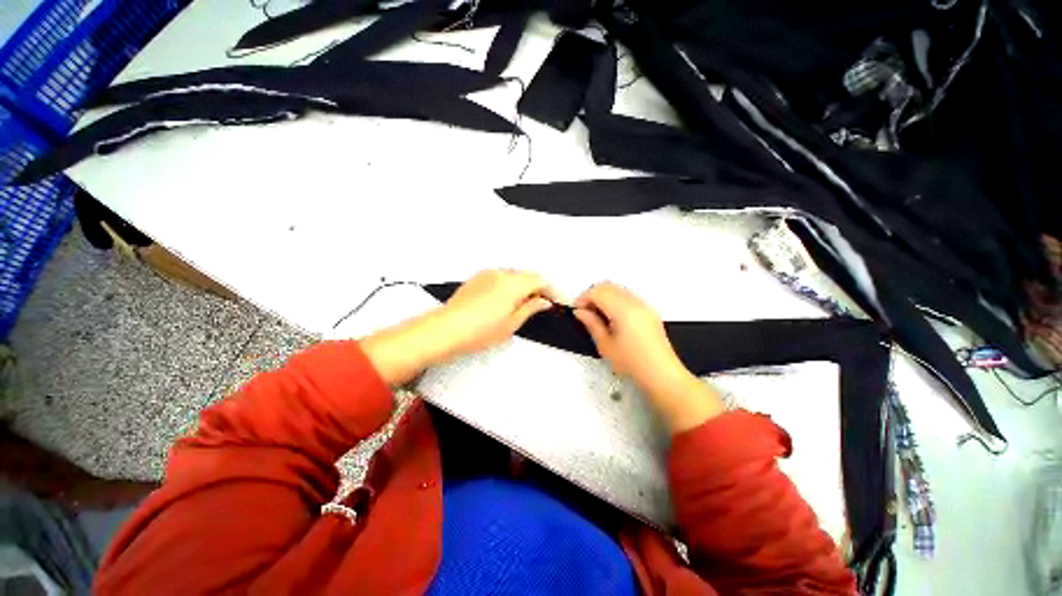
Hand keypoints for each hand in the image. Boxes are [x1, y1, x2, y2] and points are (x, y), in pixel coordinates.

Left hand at [361, 270, 555, 385]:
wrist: (446, 329)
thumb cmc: (480, 330)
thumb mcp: (512, 323)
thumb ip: (531, 308)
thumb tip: (544, 302)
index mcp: (513, 284)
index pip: (540, 280)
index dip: (552, 290)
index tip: (558, 301)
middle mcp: (502, 273)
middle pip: (527, 275)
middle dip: (538, 288)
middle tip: (542, 305)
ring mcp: (488, 274)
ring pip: (514, 275)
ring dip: (523, 286)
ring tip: (524, 304)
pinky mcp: (477, 278)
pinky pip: (501, 277)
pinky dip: (509, 285)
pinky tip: (506, 300)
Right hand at [573, 282, 722, 432]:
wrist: (662, 374)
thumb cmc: (631, 363)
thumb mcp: (605, 345)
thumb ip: (591, 324)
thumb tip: (579, 311)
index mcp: (623, 310)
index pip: (598, 292)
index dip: (584, 298)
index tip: (577, 311)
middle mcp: (635, 302)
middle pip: (608, 286)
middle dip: (593, 294)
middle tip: (585, 312)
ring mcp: (644, 304)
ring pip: (618, 289)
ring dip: (604, 296)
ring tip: (597, 315)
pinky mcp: (649, 310)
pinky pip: (628, 296)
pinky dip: (615, 300)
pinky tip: (612, 317)